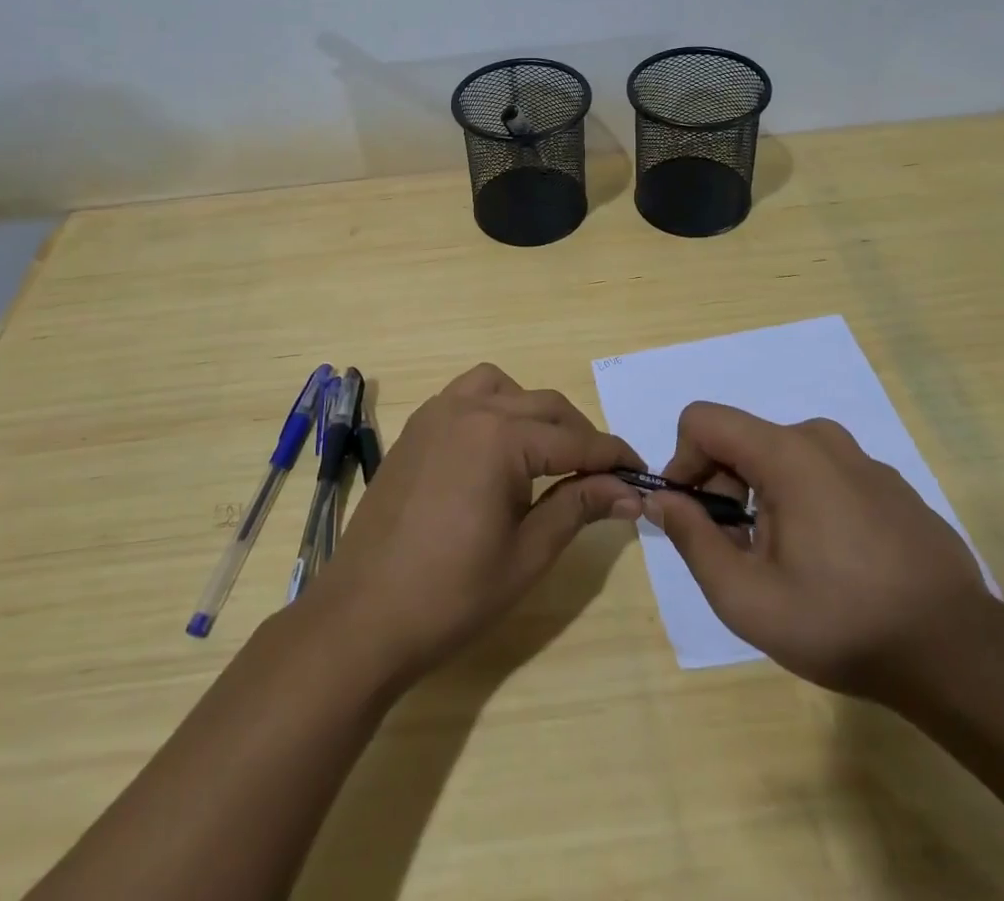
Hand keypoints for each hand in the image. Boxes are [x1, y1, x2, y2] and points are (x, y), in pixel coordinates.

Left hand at [314, 363, 641, 684]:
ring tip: (547, 454)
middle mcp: (468, 409)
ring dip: (533, 411)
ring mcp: (436, 414)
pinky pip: (466, 396)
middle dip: (579, 435)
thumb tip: (629, 491)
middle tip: (602, 475)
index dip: (612, 457)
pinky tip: (498, 451)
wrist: (362, 617)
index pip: (574, 440)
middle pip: (543, 405)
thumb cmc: (450, 594)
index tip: (642, 472)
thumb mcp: (526, 554)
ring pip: (502, 387)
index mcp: (499, 437)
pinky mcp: (416, 428)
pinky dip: (494, 408)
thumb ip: (578, 509)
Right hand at [646, 402, 989, 698]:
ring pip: (782, 459)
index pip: (703, 420)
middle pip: (742, 441)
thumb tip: (663, 499)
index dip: (683, 461)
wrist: (960, 655)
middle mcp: (822, 439)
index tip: (694, 515)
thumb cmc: (842, 623)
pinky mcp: (889, 484)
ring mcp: (862, 459)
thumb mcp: (746, 597)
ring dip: (762, 499)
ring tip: (784, 564)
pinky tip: (830, 563)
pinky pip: (823, 475)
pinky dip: (804, 503)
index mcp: (786, 452)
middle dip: (723, 488)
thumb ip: (692, 539)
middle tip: (738, 552)